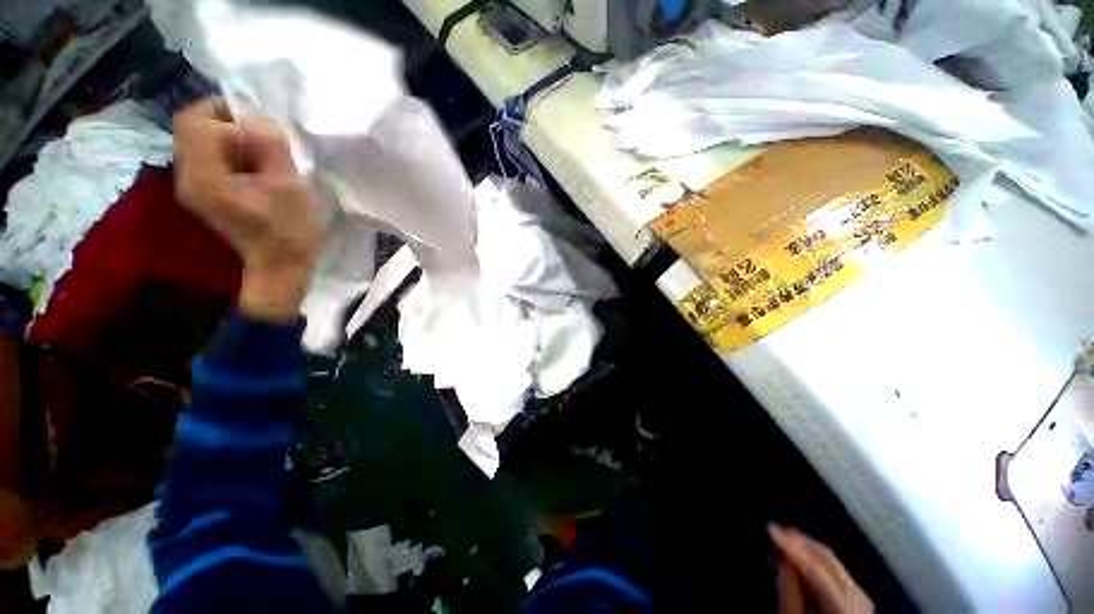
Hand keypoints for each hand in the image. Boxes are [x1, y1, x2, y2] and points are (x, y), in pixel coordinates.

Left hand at [174, 99, 328, 322]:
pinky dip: (227, 149)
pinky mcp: (202, 189)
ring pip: (197, 137)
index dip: (231, 119)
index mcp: (205, 178)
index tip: (263, 135)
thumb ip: (270, 146)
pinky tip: (252, 164)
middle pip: (191, 125)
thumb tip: (260, 122)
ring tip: (259, 152)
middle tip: (260, 134)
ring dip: (228, 134)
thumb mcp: (288, 186)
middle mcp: (187, 176)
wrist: (279, 266)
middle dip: (226, 120)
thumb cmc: (290, 231)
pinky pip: (205, 153)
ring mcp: (192, 183)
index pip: (199, 123)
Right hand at [770, 524, 873, 613]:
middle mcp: (862, 608)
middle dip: (802, 545)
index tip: (770, 529)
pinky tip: (799, 559)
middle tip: (775, 531)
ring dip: (808, 551)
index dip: (793, 549)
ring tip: (783, 542)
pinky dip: (817, 563)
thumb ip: (790, 592)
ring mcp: (864, 607)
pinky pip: (839, 576)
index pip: (820, 575)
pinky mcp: (858, 606)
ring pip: (836, 567)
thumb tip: (783, 555)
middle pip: (832, 566)